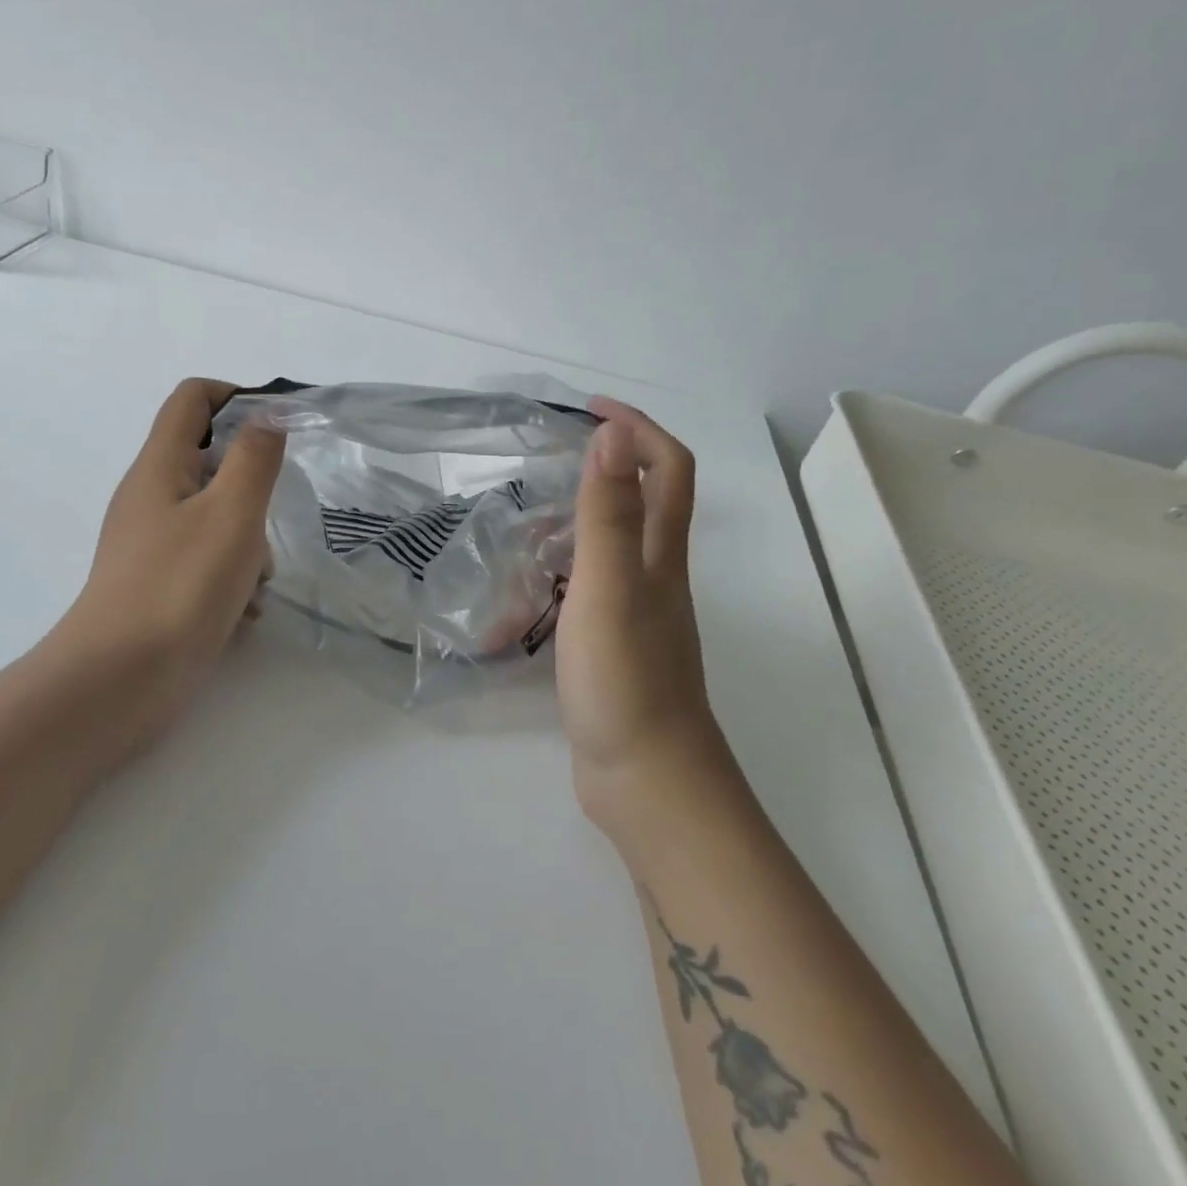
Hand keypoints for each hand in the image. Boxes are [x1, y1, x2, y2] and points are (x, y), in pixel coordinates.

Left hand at [52, 379, 284, 761]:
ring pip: (215, 517)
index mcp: (159, 466)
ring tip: (258, 580)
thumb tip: (268, 413)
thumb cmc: (180, 586)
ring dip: (248, 540)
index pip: (193, 399)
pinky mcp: (160, 584)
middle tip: (269, 518)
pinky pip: (206, 561)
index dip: (238, 397)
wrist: (122, 680)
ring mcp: (152, 544)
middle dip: (251, 486)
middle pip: (209, 462)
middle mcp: (150, 497)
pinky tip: (244, 611)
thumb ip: (255, 457)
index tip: (280, 426)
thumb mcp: (231, 513)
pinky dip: (232, 576)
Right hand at [554, 398, 729, 845]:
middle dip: (603, 469)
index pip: (667, 468)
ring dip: (572, 527)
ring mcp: (636, 614)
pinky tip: (520, 599)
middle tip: (545, 464)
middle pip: (641, 503)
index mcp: (661, 555)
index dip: (637, 428)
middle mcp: (656, 576)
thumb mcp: (609, 587)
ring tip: (520, 531)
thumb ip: (607, 514)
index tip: (588, 408)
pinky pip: (585, 594)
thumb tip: (611, 435)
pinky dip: (556, 581)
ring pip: (609, 550)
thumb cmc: (625, 677)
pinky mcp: (614, 646)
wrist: (645, 777)